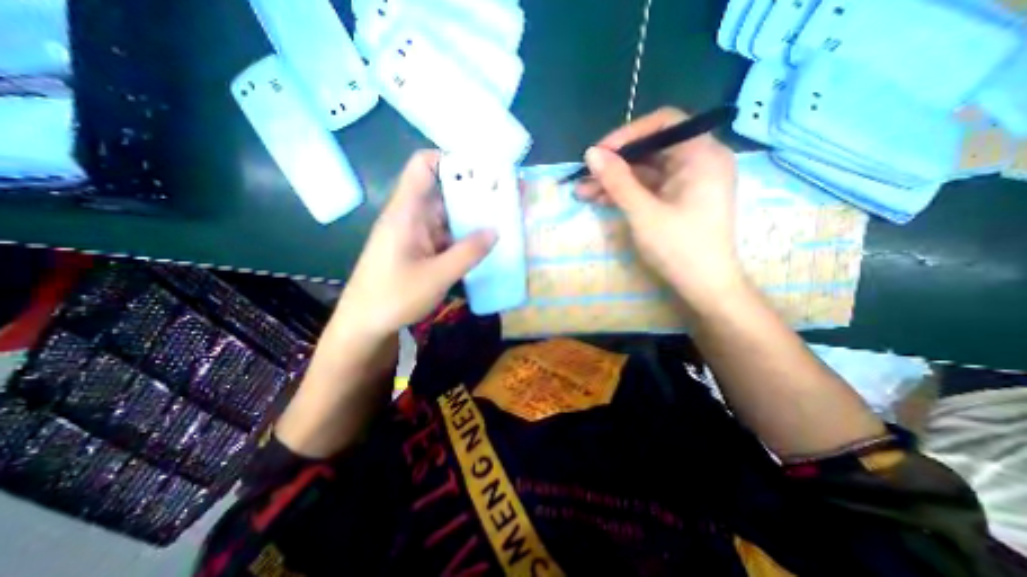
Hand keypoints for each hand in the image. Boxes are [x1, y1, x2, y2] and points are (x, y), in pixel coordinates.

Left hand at [332, 152, 497, 338]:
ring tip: (499, 221)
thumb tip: (495, 230)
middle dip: (471, 193)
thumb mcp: (437, 276)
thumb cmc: (393, 297)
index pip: (423, 166)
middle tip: (502, 200)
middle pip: (441, 191)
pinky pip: (443, 235)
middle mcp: (410, 217)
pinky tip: (481, 246)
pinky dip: (462, 237)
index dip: (450, 161)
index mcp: (407, 212)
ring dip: (469, 218)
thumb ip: (468, 253)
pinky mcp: (418, 250)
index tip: (481, 172)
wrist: (364, 324)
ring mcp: (414, 234)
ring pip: (445, 216)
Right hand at [576, 108, 746, 314]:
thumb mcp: (644, 212)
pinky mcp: (678, 199)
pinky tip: (600, 200)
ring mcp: (687, 182)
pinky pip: (648, 188)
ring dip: (614, 180)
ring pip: (645, 171)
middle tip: (585, 176)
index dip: (627, 134)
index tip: (598, 153)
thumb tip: (591, 153)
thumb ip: (618, 180)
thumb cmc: (680, 248)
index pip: (664, 123)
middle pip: (651, 149)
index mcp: (702, 155)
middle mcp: (698, 162)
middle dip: (615, 163)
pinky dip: (625, 193)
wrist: (704, 287)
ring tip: (583, 192)